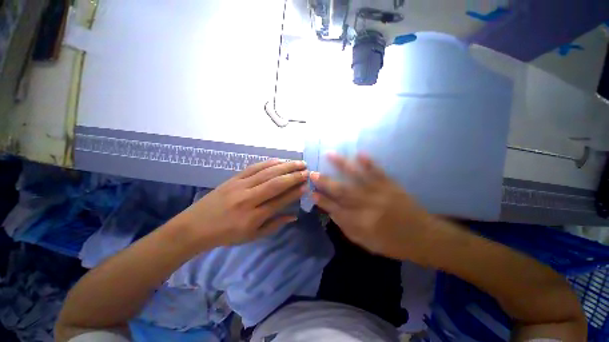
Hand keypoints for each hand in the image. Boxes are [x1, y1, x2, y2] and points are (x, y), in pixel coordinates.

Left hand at [175, 159, 308, 247]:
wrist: (195, 226)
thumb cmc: (226, 235)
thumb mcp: (252, 236)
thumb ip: (275, 225)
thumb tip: (294, 216)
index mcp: (253, 217)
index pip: (279, 201)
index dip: (295, 192)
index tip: (306, 185)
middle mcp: (248, 199)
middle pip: (275, 183)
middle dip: (294, 176)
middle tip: (307, 170)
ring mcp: (240, 186)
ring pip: (266, 173)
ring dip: (284, 166)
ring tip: (298, 163)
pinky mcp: (233, 178)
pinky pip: (253, 168)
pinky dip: (268, 163)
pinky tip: (279, 160)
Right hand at [311, 153, 437, 262]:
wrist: (423, 236)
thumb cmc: (392, 243)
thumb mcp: (366, 242)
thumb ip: (346, 227)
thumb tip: (331, 212)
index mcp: (361, 223)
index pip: (335, 209)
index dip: (322, 201)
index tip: (311, 193)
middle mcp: (368, 206)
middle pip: (342, 191)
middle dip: (325, 182)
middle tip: (313, 173)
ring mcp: (380, 193)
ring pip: (357, 177)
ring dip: (342, 165)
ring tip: (330, 154)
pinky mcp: (391, 185)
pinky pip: (378, 172)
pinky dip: (369, 162)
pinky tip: (359, 153)